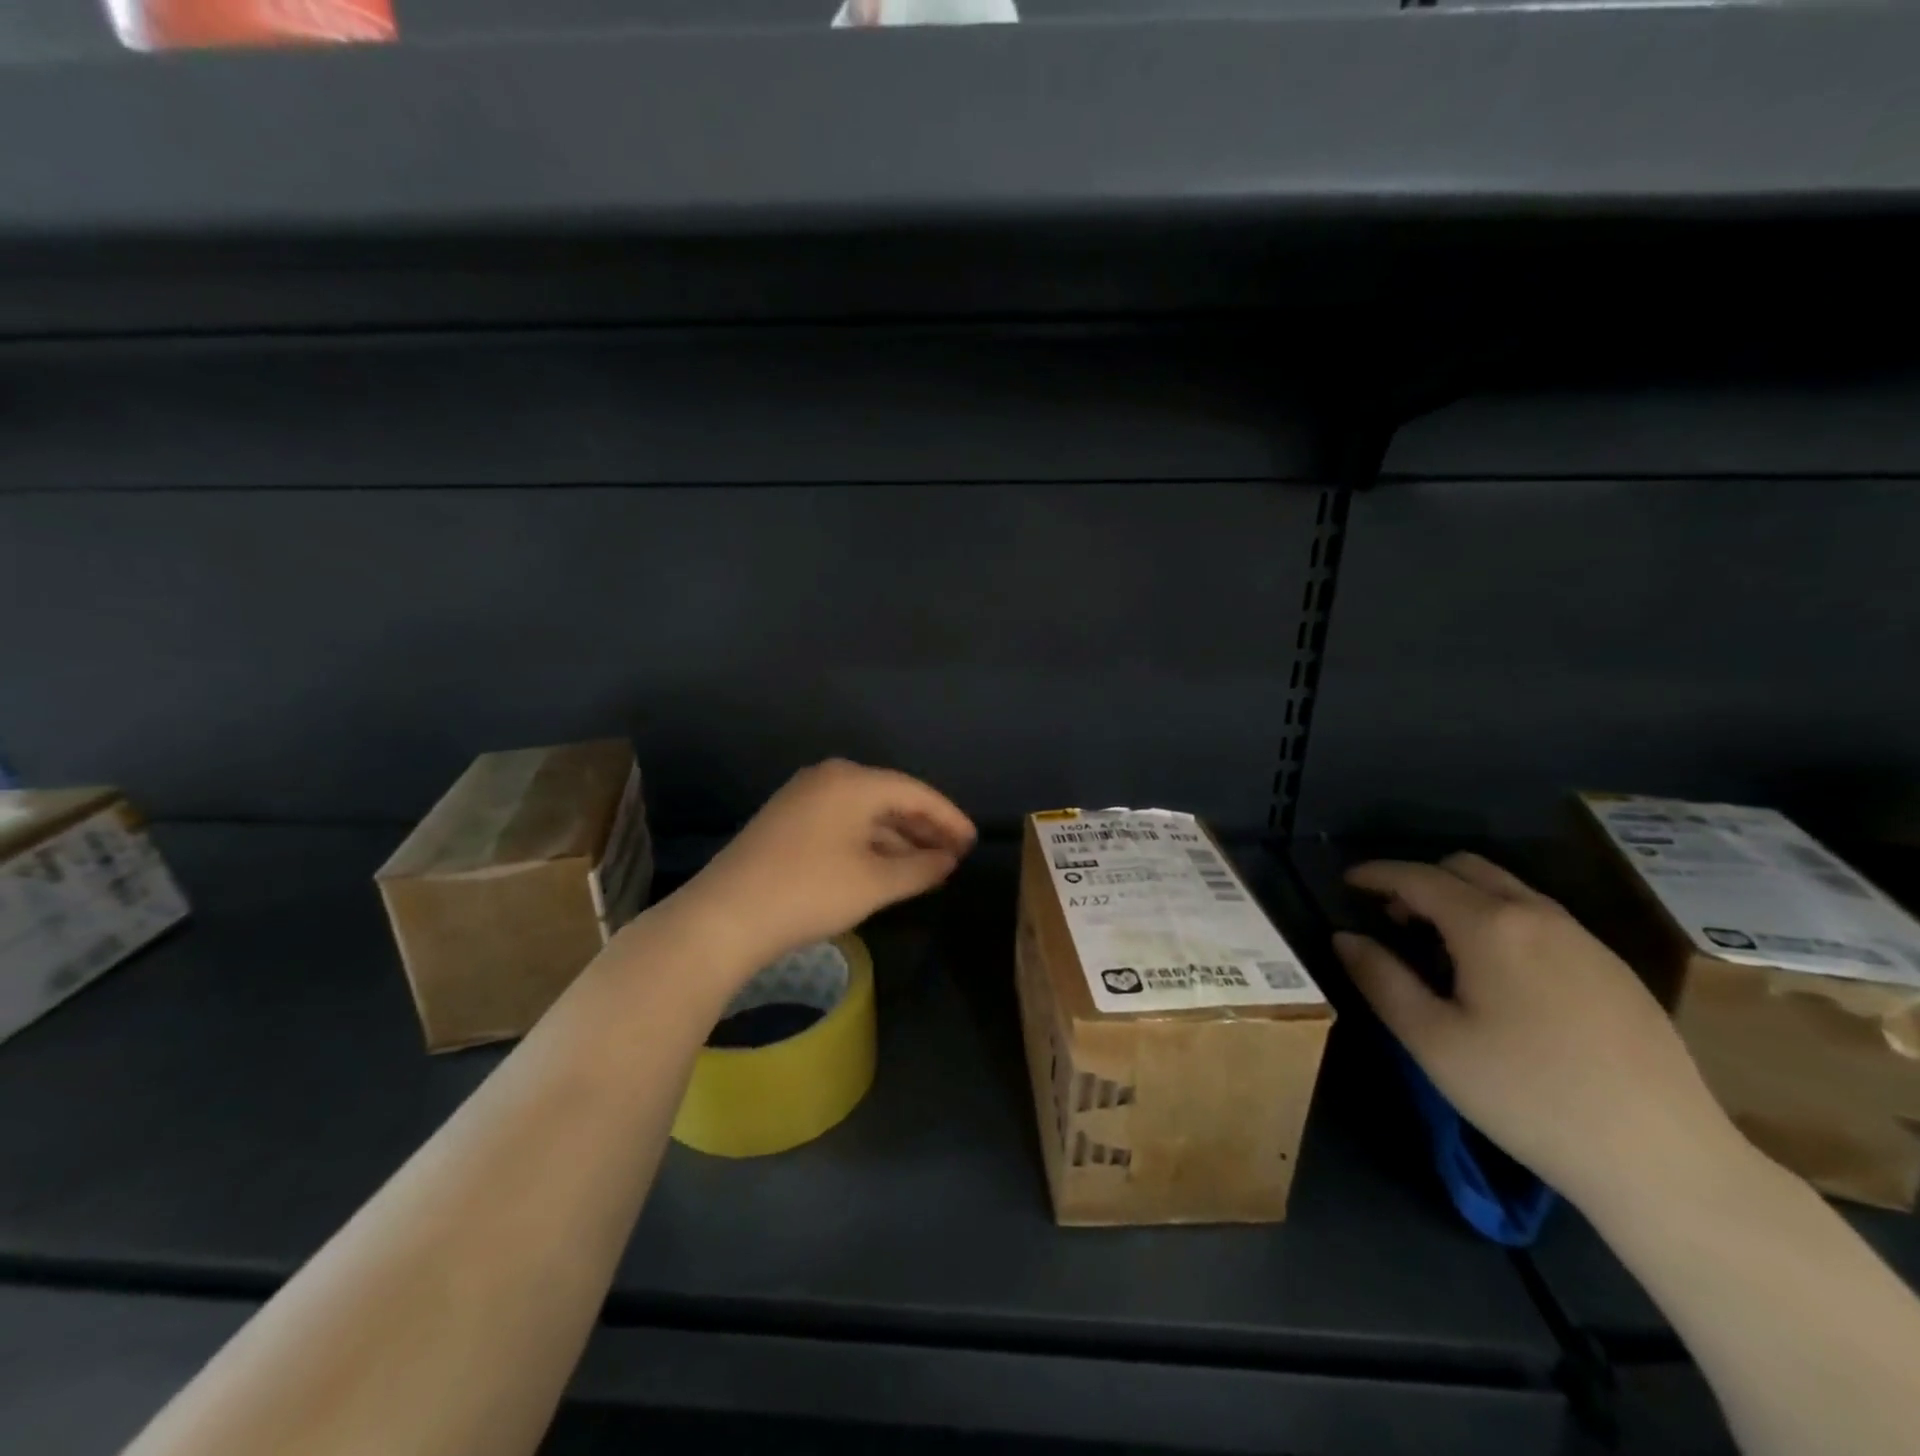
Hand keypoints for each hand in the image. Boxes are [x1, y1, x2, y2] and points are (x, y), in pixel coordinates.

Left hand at [674, 760, 975, 976]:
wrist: (725, 917)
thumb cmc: (809, 892)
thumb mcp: (875, 883)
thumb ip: (921, 868)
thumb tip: (949, 860)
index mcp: (853, 782)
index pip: (915, 792)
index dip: (949, 818)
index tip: (973, 842)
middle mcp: (828, 778)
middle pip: (890, 797)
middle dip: (925, 827)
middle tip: (956, 855)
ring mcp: (803, 797)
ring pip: (865, 812)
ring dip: (898, 837)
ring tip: (928, 864)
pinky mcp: (787, 820)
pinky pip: (843, 822)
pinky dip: (869, 842)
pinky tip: (886, 865)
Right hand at [1334, 853, 1739, 1210]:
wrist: (1665, 1160)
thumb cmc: (1527, 1096)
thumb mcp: (1432, 1040)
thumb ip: (1380, 978)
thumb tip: (1345, 937)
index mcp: (1491, 925)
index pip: (1418, 877)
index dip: (1376, 874)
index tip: (1346, 882)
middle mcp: (1539, 915)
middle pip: (1466, 867)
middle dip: (1420, 879)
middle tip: (1392, 917)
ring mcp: (1585, 940)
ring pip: (1508, 889)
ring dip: (1462, 898)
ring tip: (1439, 946)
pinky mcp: (1614, 969)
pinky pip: (1541, 918)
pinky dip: (1500, 920)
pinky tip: (1497, 976)